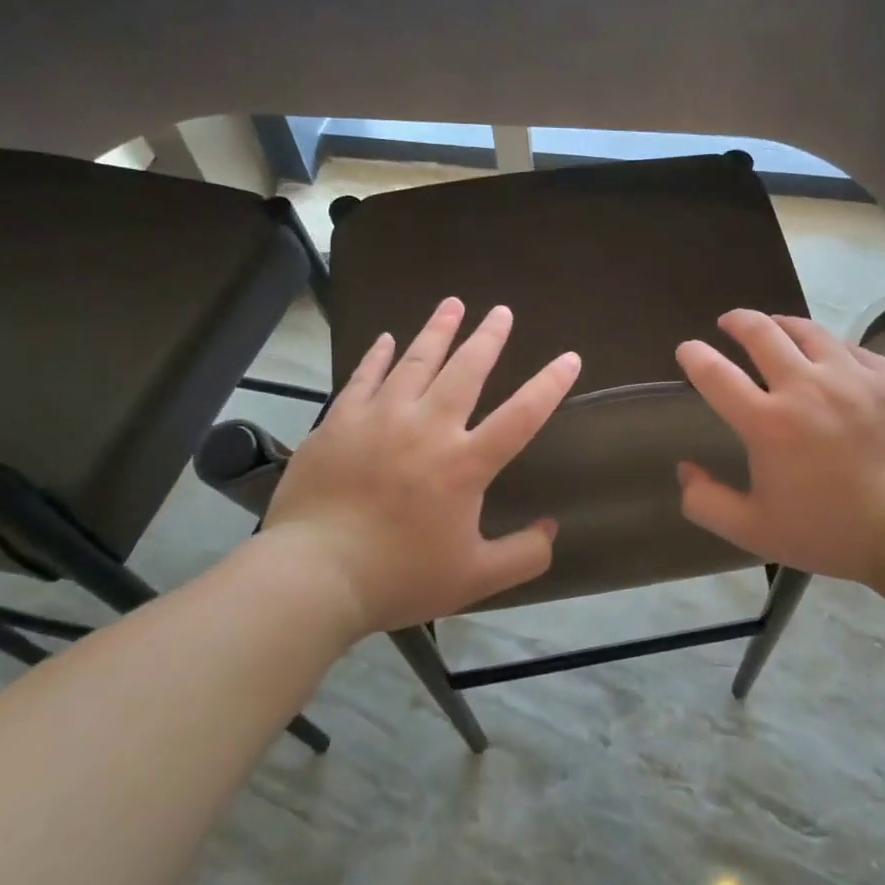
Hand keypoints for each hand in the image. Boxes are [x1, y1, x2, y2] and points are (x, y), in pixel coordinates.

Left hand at [261, 298, 581, 635]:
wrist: (314, 575)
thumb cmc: (399, 577)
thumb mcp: (475, 579)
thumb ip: (523, 555)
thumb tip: (552, 529)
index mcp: (464, 464)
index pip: (521, 415)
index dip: (550, 385)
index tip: (570, 358)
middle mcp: (427, 428)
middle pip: (466, 371)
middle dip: (488, 338)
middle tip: (501, 311)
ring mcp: (379, 419)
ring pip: (415, 361)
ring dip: (438, 331)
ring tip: (452, 304)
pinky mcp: (339, 422)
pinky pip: (364, 377)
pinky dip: (378, 355)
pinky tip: (386, 338)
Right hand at [674, 310, 884, 583]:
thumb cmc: (828, 531)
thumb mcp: (753, 530)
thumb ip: (705, 502)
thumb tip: (685, 468)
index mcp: (766, 423)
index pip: (715, 374)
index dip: (694, 355)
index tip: (688, 349)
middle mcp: (804, 387)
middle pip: (761, 333)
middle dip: (737, 322)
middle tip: (729, 323)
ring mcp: (850, 376)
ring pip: (807, 330)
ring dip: (781, 325)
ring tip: (775, 329)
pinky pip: (849, 348)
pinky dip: (828, 348)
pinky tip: (827, 358)